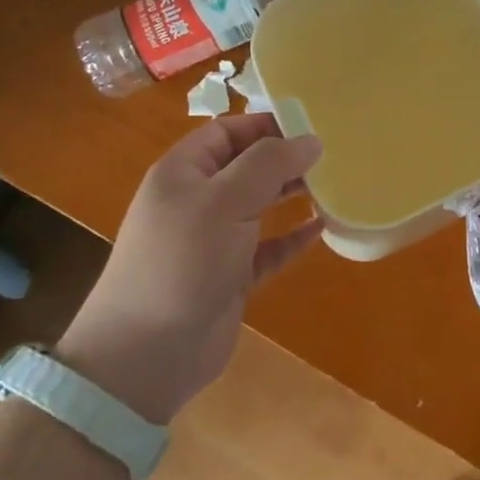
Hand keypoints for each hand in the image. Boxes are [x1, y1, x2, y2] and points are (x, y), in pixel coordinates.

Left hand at [58, 114, 323, 423]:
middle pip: (247, 165)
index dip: (267, 124)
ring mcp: (213, 240)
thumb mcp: (224, 201)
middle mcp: (197, 201)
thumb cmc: (182, 261)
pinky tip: (321, 228)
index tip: (313, 125)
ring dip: (292, 193)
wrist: (146, 356)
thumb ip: (269, 164)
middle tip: (332, 155)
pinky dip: (292, 237)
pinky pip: (268, 247)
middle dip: (285, 157)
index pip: (228, 131)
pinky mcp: (230, 276)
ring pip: (259, 204)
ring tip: (333, 183)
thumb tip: (311, 140)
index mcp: (184, 172)